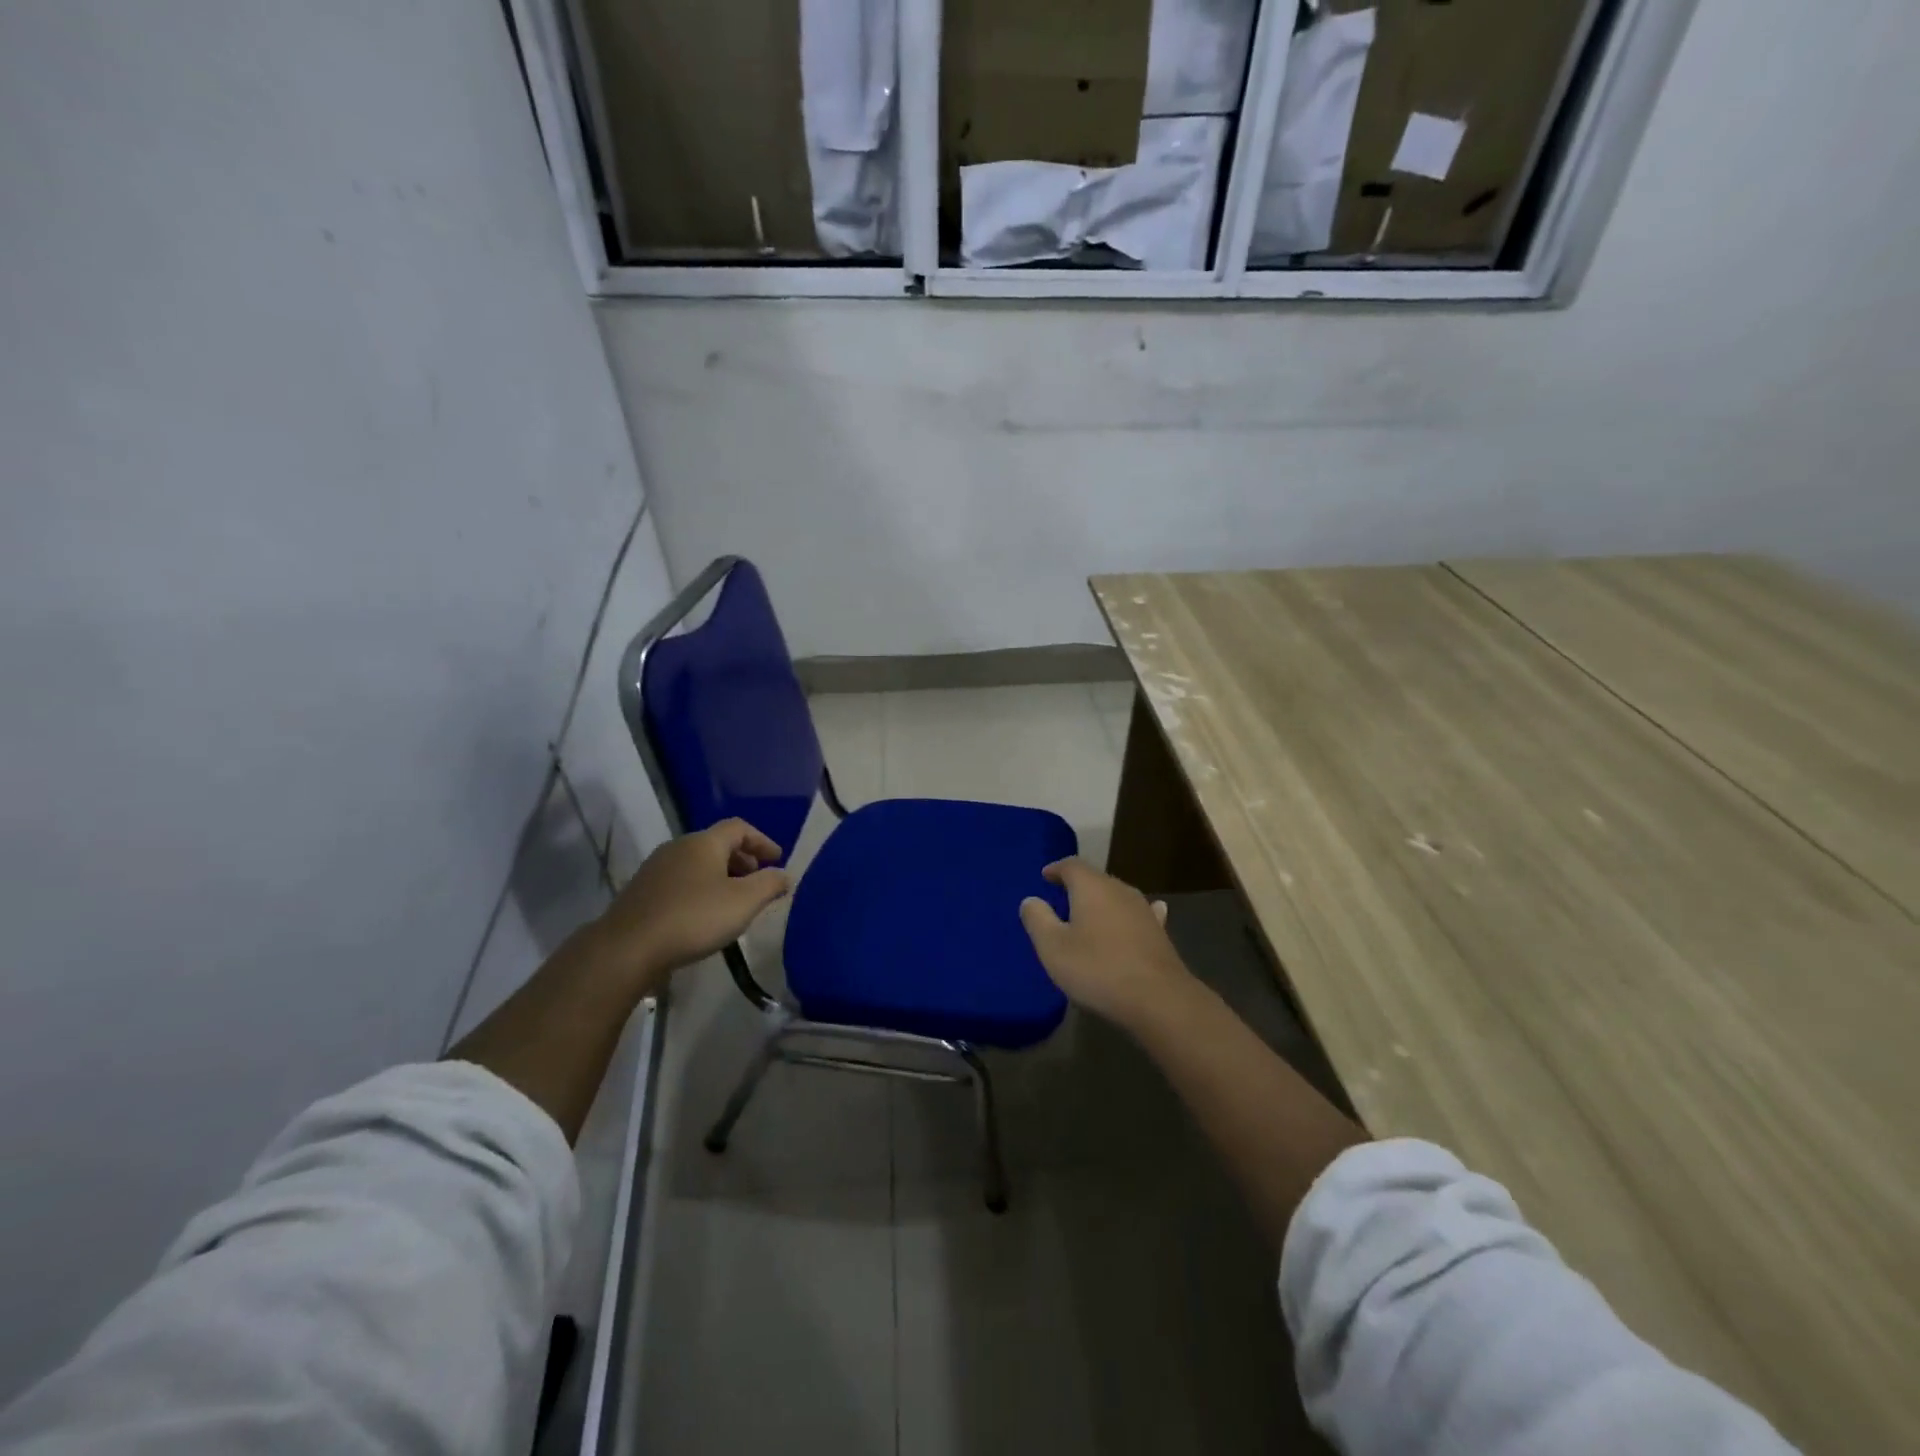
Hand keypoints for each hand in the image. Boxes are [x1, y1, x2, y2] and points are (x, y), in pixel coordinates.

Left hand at [584, 819, 790, 995]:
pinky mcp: (642, 892)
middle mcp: (678, 847)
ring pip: (697, 863)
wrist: (627, 948)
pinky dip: (700, 889)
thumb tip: (784, 874)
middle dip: (742, 860)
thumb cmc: (693, 918)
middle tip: (758, 881)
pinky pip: (681, 881)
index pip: (739, 827)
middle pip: (717, 844)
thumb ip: (769, 884)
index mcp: (704, 842)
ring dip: (721, 876)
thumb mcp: (744, 902)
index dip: (762, 841)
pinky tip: (704, 915)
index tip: (777, 859)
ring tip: (734, 901)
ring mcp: (656, 869)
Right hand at [1018, 858, 1188, 1029]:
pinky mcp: (1159, 932)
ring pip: (1117, 896)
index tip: (1045, 876)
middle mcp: (1119, 890)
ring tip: (1089, 912)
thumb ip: (1038, 919)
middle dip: (1077, 885)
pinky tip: (1142, 914)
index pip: (1071, 865)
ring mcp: (1143, 910)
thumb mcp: (1053, 947)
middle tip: (1061, 897)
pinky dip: (1129, 915)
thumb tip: (1031, 900)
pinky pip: (1140, 914)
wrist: (1158, 999)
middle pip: (1095, 878)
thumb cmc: (1098, 969)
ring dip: (1102, 901)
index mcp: (1092, 887)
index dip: (1056, 869)